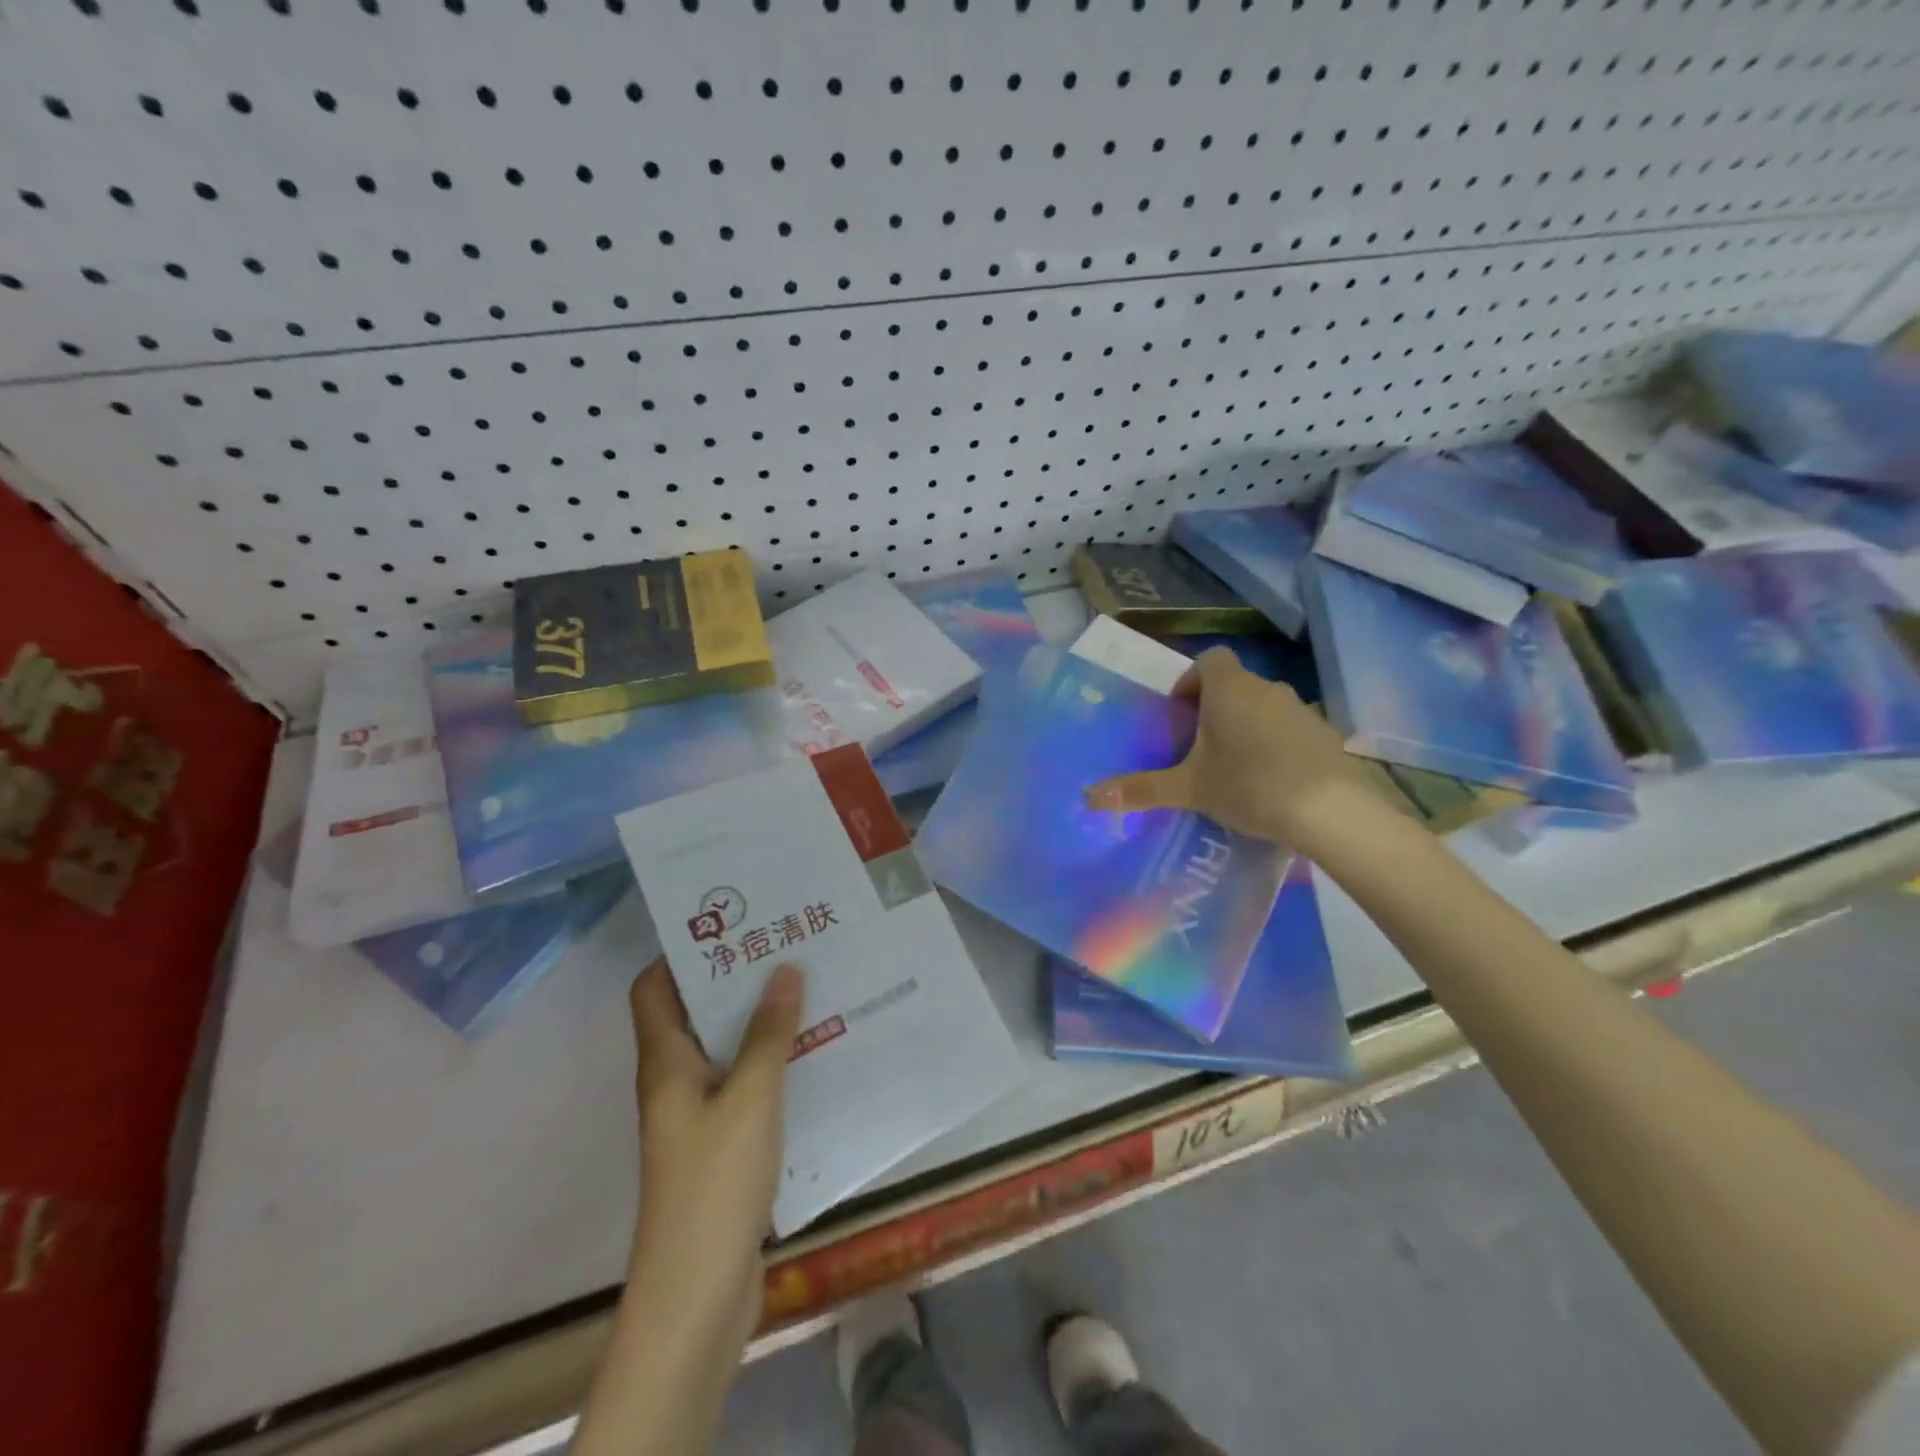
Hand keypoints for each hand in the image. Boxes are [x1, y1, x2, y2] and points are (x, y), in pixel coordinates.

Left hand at [626, 959, 802, 1351]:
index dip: (681, 953)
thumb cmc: (714, 1182)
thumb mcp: (749, 1097)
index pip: (653, 989)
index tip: (732, 924)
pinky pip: (744, 1085)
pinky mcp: (721, 1145)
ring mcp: (697, 1116)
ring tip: (809, 987)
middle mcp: (674, 1081)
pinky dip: (771, 1063)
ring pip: (725, 1049)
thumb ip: (768, 1034)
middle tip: (786, 946)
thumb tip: (784, 970)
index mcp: (665, 1062)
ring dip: (758, 1022)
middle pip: (694, 1013)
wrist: (697, 1293)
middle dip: (735, 980)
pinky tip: (813, 1054)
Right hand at [1083, 645, 1393, 850]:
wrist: (1331, 810)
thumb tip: (1089, 797)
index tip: (1181, 713)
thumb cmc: (1248, 785)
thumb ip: (1140, 789)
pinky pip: (1291, 728)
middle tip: (1200, 748)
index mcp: (1229, 689)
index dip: (1191, 680)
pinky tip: (1273, 781)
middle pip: (1235, 685)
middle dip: (1215, 709)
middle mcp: (1266, 688)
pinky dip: (1277, 744)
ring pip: (1264, 707)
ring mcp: (1302, 709)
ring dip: (1247, 726)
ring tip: (1235, 767)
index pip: (1209, 660)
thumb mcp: (1188, 790)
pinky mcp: (1326, 734)